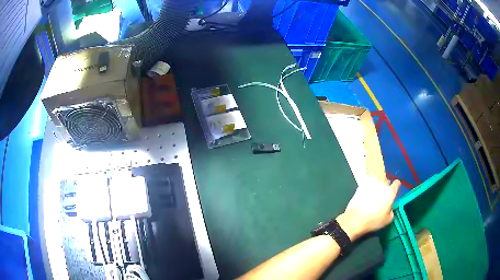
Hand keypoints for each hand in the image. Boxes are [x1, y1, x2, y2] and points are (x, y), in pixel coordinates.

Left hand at [336, 176, 400, 240]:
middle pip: (386, 180)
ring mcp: (371, 183)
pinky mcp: (361, 185)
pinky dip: (368, 185)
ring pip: (377, 178)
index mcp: (390, 192)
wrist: (355, 219)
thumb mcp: (388, 219)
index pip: (397, 183)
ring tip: (374, 191)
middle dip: (386, 185)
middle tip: (383, 192)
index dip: (396, 186)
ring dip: (377, 183)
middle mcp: (382, 184)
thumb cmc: (373, 221)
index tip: (394, 190)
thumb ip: (391, 209)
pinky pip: (367, 181)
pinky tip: (366, 192)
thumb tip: (389, 206)